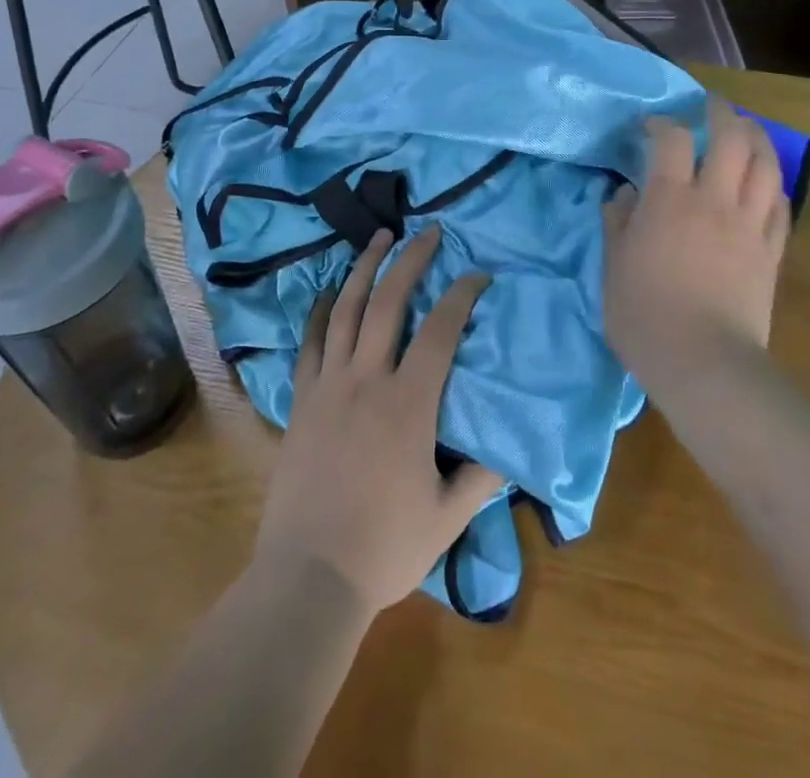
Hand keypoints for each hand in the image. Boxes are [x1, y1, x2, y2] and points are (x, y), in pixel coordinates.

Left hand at [254, 226, 505, 616]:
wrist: (308, 577)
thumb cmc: (384, 547)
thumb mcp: (447, 518)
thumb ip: (481, 476)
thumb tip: (507, 444)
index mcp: (409, 404)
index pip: (441, 331)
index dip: (462, 295)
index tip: (479, 275)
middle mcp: (367, 380)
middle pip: (390, 303)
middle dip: (412, 260)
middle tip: (429, 231)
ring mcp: (329, 386)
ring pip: (347, 310)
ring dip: (365, 268)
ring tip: (379, 237)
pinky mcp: (302, 399)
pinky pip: (311, 342)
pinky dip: (321, 310)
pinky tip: (330, 290)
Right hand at [604, 97, 791, 382]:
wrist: (704, 362)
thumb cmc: (645, 315)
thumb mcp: (613, 266)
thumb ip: (618, 223)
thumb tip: (624, 194)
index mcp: (670, 199)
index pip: (671, 139)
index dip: (661, 123)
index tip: (650, 126)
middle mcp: (714, 199)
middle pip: (730, 137)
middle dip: (722, 113)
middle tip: (711, 106)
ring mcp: (749, 224)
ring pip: (765, 165)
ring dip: (757, 139)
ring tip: (746, 131)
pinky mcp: (772, 251)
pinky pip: (781, 205)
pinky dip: (773, 184)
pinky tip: (766, 183)